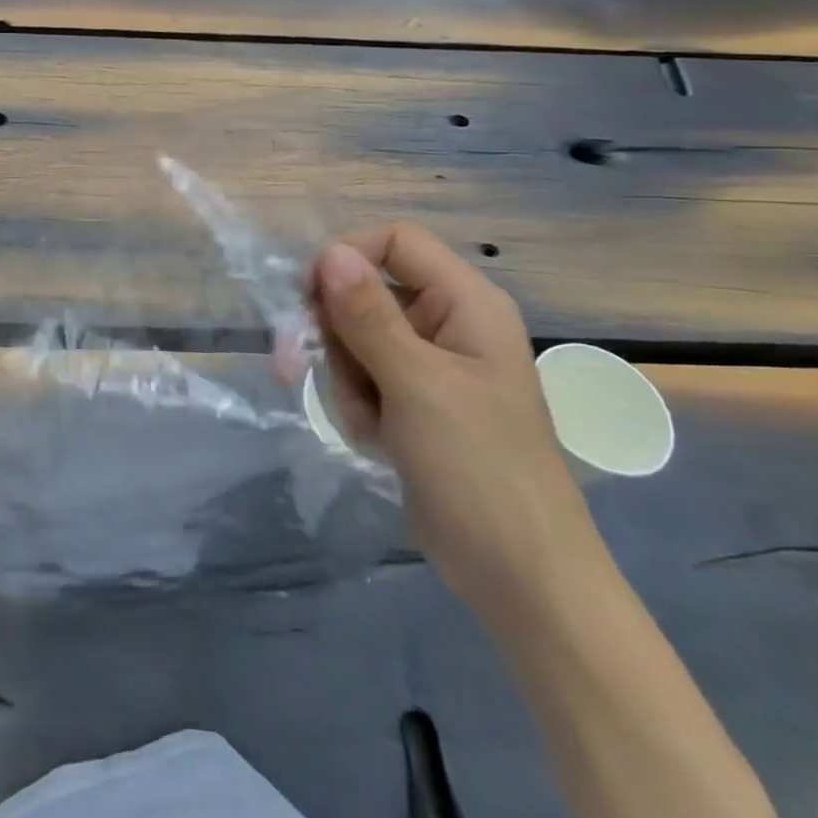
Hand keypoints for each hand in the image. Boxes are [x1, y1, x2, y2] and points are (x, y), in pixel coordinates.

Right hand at [310, 222, 605, 621]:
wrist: (520, 576)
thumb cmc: (478, 469)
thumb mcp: (416, 384)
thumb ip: (368, 314)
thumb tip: (329, 251)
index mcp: (465, 303)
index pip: (394, 241)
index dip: (346, 257)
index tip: (306, 298)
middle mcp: (447, 322)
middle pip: (364, 290)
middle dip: (333, 331)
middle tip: (297, 365)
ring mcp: (430, 364)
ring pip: (354, 336)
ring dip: (345, 377)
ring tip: (370, 423)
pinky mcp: (414, 400)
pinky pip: (362, 375)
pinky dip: (356, 403)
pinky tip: (377, 439)